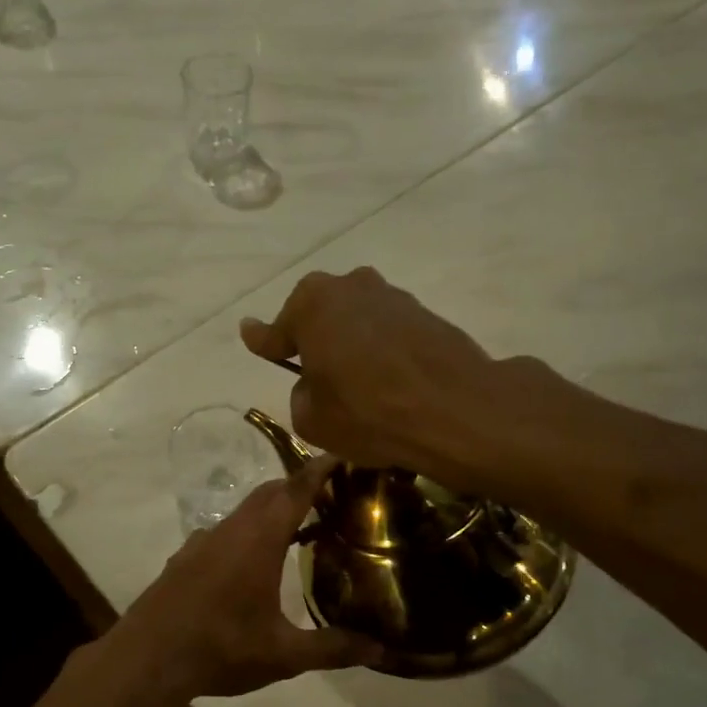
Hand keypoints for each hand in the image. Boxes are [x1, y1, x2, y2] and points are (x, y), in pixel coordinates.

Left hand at [105, 455, 380, 705]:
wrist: (146, 659)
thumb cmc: (220, 649)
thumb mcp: (283, 654)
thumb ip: (332, 648)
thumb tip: (381, 650)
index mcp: (258, 540)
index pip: (295, 490)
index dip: (320, 469)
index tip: (342, 453)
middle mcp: (230, 530)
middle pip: (269, 493)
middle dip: (299, 486)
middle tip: (331, 495)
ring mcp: (202, 542)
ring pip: (244, 512)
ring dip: (271, 510)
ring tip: (298, 528)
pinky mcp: (184, 558)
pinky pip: (223, 532)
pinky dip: (246, 532)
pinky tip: (251, 562)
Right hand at [239, 267, 506, 484]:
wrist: (456, 410)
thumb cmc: (368, 413)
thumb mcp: (312, 419)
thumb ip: (301, 394)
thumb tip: (314, 382)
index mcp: (312, 304)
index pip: (276, 330)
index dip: (264, 342)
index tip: (250, 336)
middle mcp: (351, 287)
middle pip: (320, 315)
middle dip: (314, 338)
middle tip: (315, 374)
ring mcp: (393, 296)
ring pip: (357, 320)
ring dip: (352, 343)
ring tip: (359, 383)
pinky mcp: (427, 313)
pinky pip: (389, 332)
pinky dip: (383, 350)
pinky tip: (389, 380)